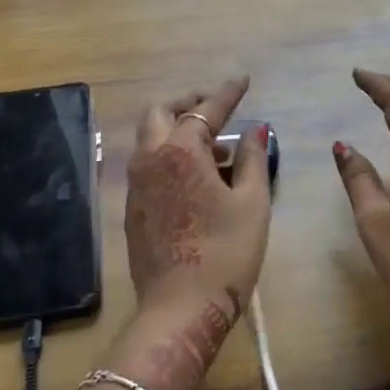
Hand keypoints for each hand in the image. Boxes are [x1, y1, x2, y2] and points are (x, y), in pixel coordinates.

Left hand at [113, 77, 270, 389]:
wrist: (180, 309)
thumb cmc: (225, 253)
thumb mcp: (252, 203)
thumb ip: (254, 159)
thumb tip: (257, 130)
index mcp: (180, 152)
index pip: (205, 110)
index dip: (227, 93)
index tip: (243, 80)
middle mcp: (150, 160)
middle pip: (160, 113)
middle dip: (188, 104)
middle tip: (216, 109)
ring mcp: (136, 185)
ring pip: (150, 139)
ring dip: (177, 130)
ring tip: (214, 147)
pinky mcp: (132, 209)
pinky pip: (148, 165)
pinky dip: (168, 156)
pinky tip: (195, 178)